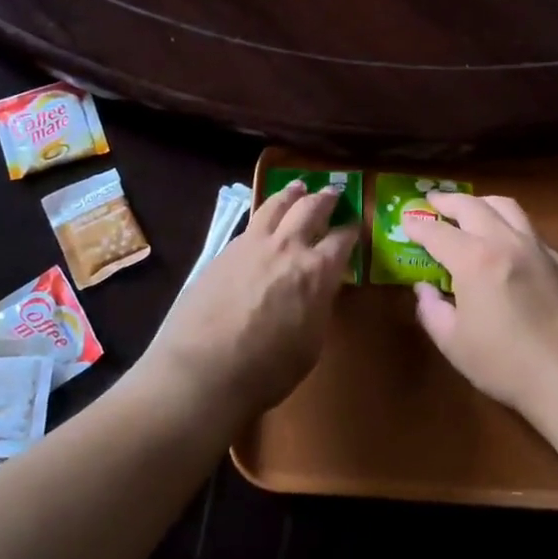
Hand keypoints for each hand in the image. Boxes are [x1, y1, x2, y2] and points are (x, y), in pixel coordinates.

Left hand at [145, 180, 356, 420]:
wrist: (202, 370)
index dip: (351, 231)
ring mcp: (252, 244)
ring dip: (291, 194)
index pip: (342, 239)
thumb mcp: (311, 343)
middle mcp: (287, 247)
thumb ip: (318, 307)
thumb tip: (318, 290)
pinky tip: (263, 220)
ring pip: (276, 205)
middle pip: (310, 208)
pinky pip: (251, 224)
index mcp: (317, 271)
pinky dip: (264, 215)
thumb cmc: (267, 369)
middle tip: (333, 192)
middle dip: (325, 198)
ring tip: (299, 187)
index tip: (355, 227)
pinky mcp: (224, 251)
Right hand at [403, 194, 557, 422]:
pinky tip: (508, 246)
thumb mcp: (454, 344)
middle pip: (473, 206)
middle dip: (448, 201)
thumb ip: (432, 310)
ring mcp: (540, 248)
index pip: (437, 232)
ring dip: (483, 204)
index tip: (407, 222)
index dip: (418, 225)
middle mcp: (506, 242)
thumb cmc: (507, 364)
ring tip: (472, 211)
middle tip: (434, 203)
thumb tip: (424, 289)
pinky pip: (531, 231)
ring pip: (508, 208)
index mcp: (474, 260)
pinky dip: (511, 227)